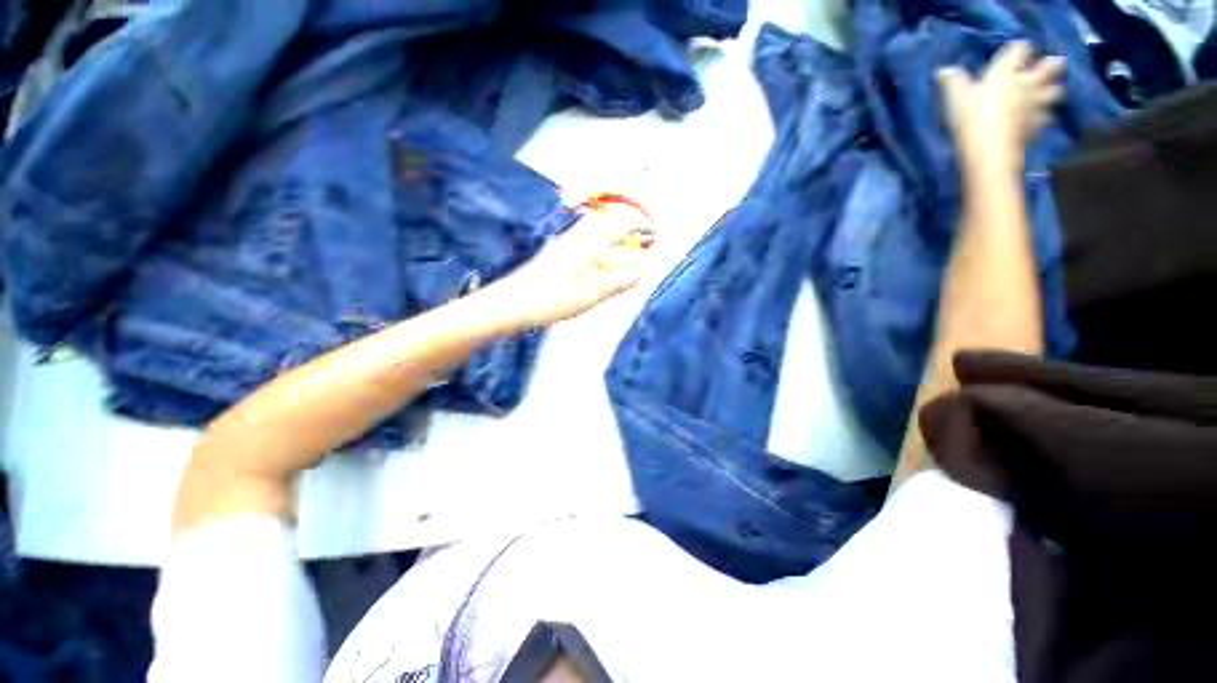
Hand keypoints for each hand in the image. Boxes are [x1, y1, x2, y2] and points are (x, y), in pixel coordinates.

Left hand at [491, 197, 654, 327]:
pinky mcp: (557, 252)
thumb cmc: (552, 299)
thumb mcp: (590, 295)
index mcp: (588, 243)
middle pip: (608, 218)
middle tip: (643, 238)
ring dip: (615, 231)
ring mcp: (564, 242)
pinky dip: (602, 240)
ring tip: (627, 246)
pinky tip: (601, 257)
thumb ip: (617, 282)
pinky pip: (586, 236)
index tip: (653, 233)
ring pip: (596, 226)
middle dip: (629, 223)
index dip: (639, 225)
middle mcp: (577, 236)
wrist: (512, 302)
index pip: (619, 223)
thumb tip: (639, 273)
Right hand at [938, 41, 1064, 172]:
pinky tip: (1039, 117)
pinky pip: (1048, 116)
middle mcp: (1028, 83)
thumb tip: (944, 70)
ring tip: (1049, 90)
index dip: (1020, 48)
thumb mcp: (957, 98)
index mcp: (1008, 72)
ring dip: (1053, 89)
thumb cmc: (973, 117)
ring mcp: (1036, 104)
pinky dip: (1045, 115)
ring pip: (1056, 90)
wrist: (991, 147)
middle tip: (1052, 63)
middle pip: (1050, 66)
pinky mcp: (1038, 124)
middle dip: (1052, 64)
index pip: (1021, 49)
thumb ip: (953, 82)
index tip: (1017, 51)